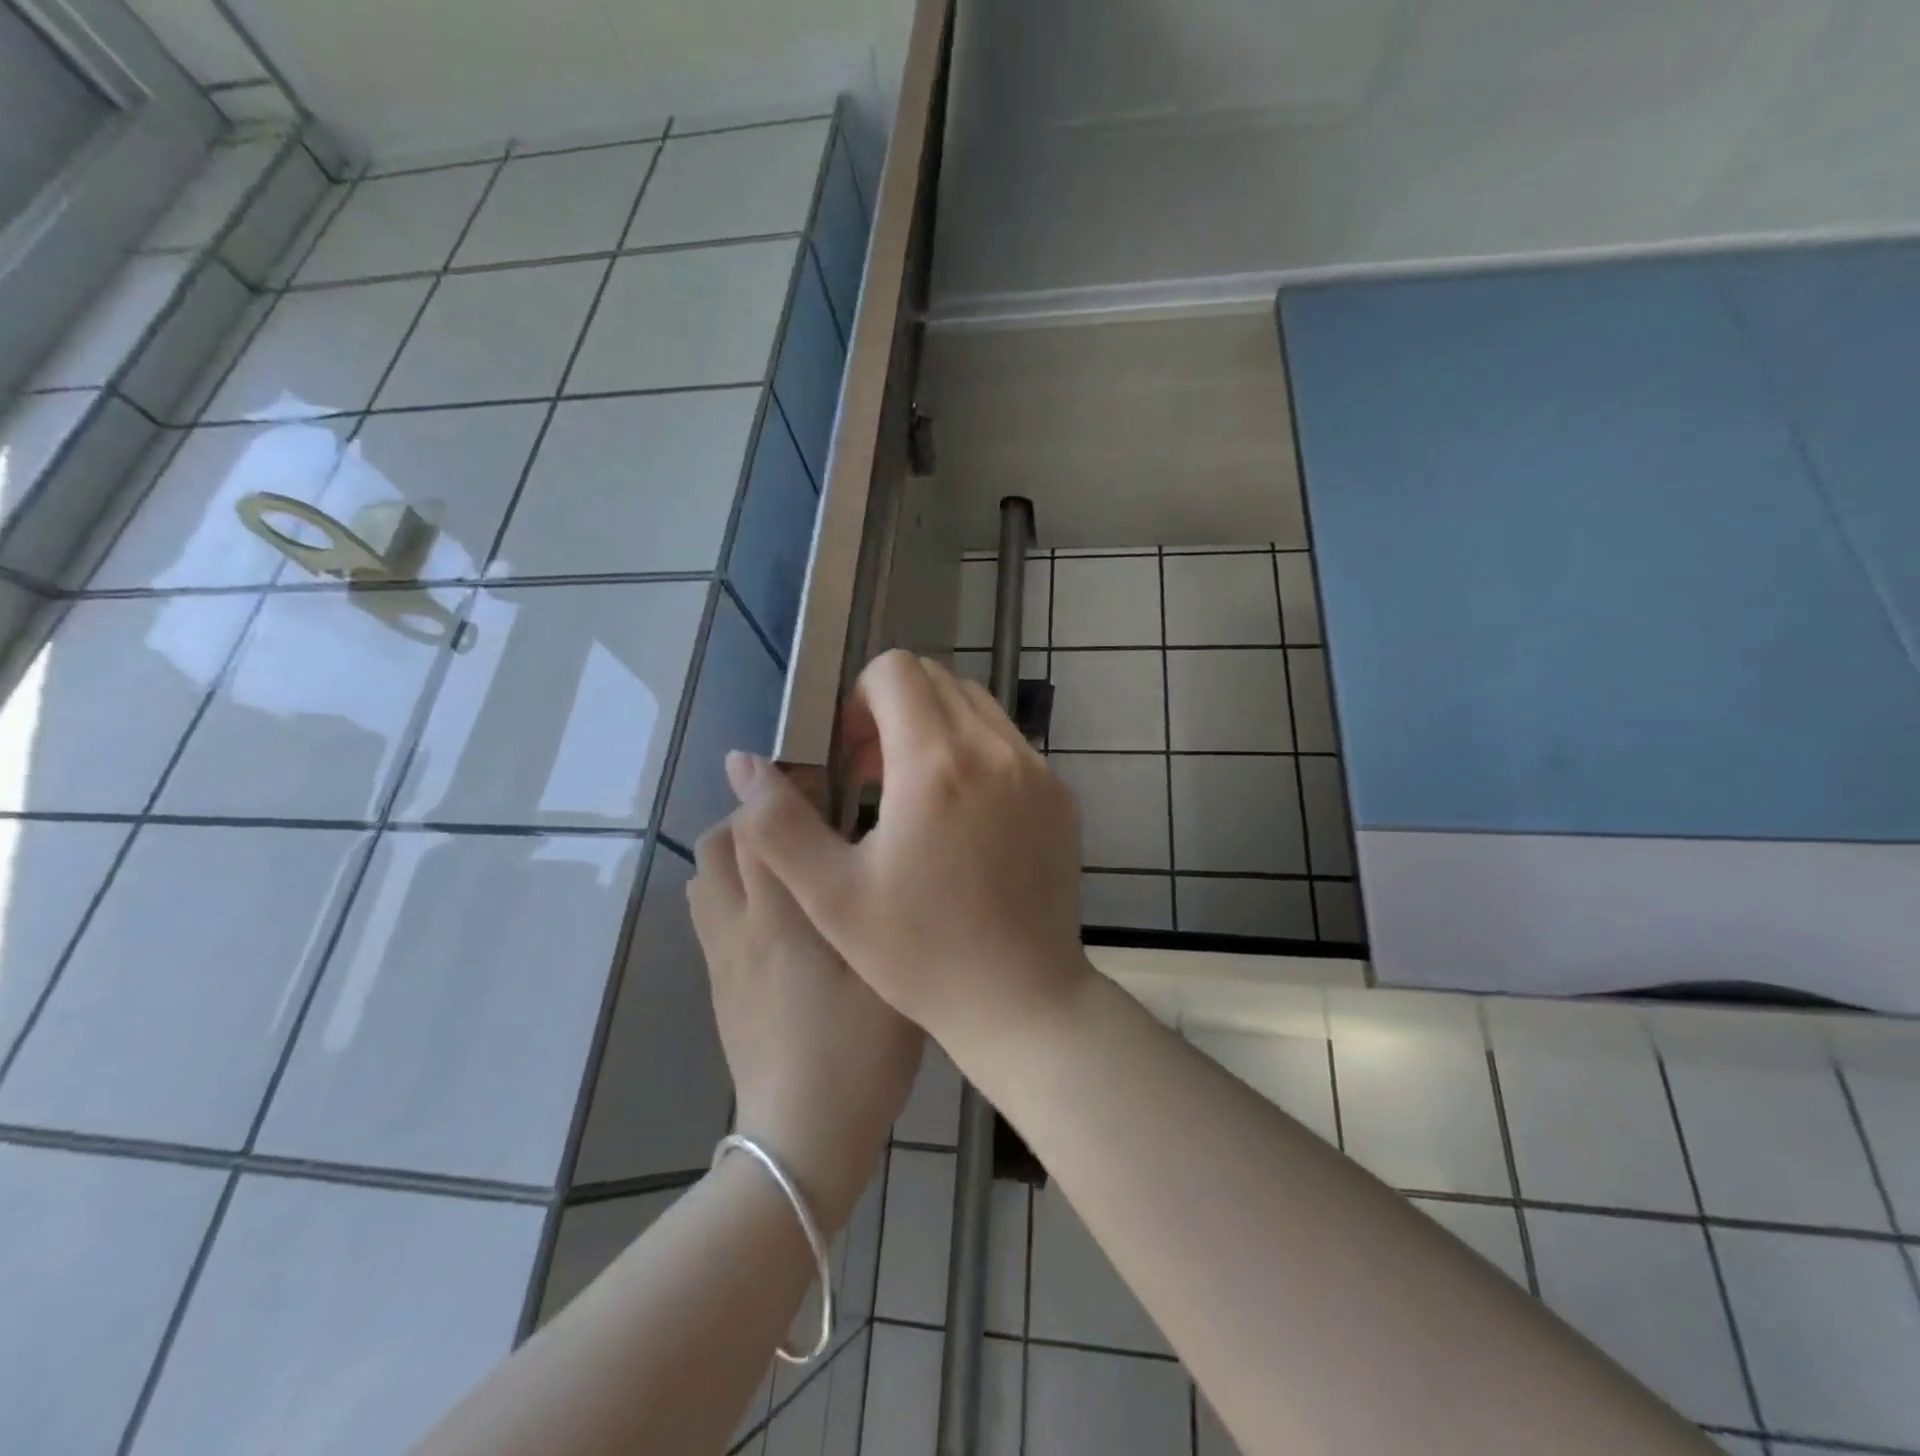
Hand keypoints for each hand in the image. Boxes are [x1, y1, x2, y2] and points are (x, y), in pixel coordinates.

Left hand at [687, 792, 921, 1228]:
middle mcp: (739, 925)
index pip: (757, 825)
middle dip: (754, 815)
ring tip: (788, 859)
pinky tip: (775, 910)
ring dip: (735, 850)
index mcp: (782, 916)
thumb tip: (868, 852)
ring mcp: (720, 957)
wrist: (801, 1139)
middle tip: (808, 821)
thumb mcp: (887, 972)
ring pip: (703, 875)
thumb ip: (873, 905)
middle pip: (718, 841)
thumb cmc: (859, 1053)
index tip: (817, 777)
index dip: (780, 789)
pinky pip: (707, 912)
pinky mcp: (716, 985)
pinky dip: (729, 888)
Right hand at [724, 651, 1093, 1056]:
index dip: (860, 699)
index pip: (896, 670)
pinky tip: (963, 818)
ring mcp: (1037, 770)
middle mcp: (995, 749)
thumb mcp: (831, 894)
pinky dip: (976, 753)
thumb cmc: (920, 953)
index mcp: (935, 763)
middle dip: (895, 710)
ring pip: (977, 706)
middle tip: (875, 776)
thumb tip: (743, 761)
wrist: (1023, 1000)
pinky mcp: (1061, 796)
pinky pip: (1009, 743)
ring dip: (936, 728)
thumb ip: (778, 821)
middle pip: (937, 680)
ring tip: (916, 795)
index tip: (851, 757)